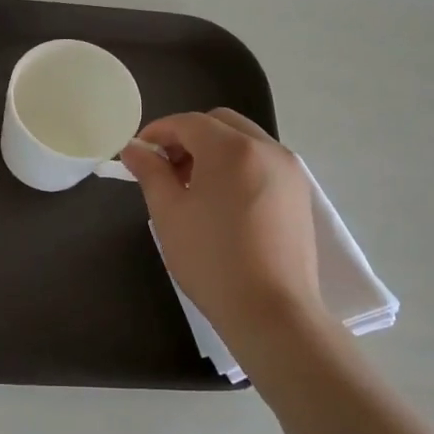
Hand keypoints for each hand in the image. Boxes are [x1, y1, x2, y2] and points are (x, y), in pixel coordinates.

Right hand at [120, 109, 323, 344]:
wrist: (272, 311)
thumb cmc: (211, 260)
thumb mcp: (169, 213)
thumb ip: (150, 172)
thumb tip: (134, 148)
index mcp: (232, 149)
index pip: (189, 122)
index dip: (158, 131)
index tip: (138, 153)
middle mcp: (267, 148)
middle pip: (220, 123)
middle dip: (188, 137)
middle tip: (165, 168)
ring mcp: (290, 171)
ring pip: (244, 141)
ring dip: (214, 150)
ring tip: (192, 187)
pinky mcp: (300, 194)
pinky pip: (262, 162)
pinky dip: (238, 166)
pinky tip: (222, 202)